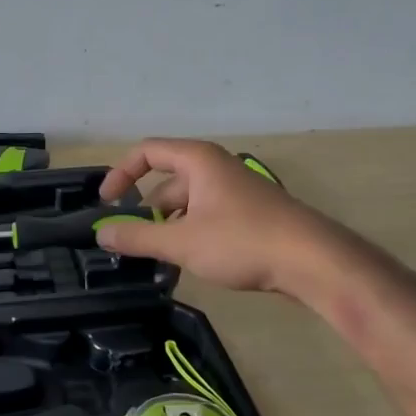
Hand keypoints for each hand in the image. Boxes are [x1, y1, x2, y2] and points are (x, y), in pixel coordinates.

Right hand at [96, 138, 319, 292]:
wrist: (313, 262)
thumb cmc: (242, 241)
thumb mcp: (181, 241)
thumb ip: (138, 237)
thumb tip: (101, 233)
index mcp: (197, 160)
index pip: (146, 152)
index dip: (121, 174)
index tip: (107, 203)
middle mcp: (215, 168)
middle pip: (166, 182)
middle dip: (147, 212)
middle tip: (133, 243)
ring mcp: (235, 191)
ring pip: (187, 203)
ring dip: (169, 228)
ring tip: (160, 260)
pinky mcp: (249, 214)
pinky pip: (207, 216)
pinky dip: (191, 234)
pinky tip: (190, 263)